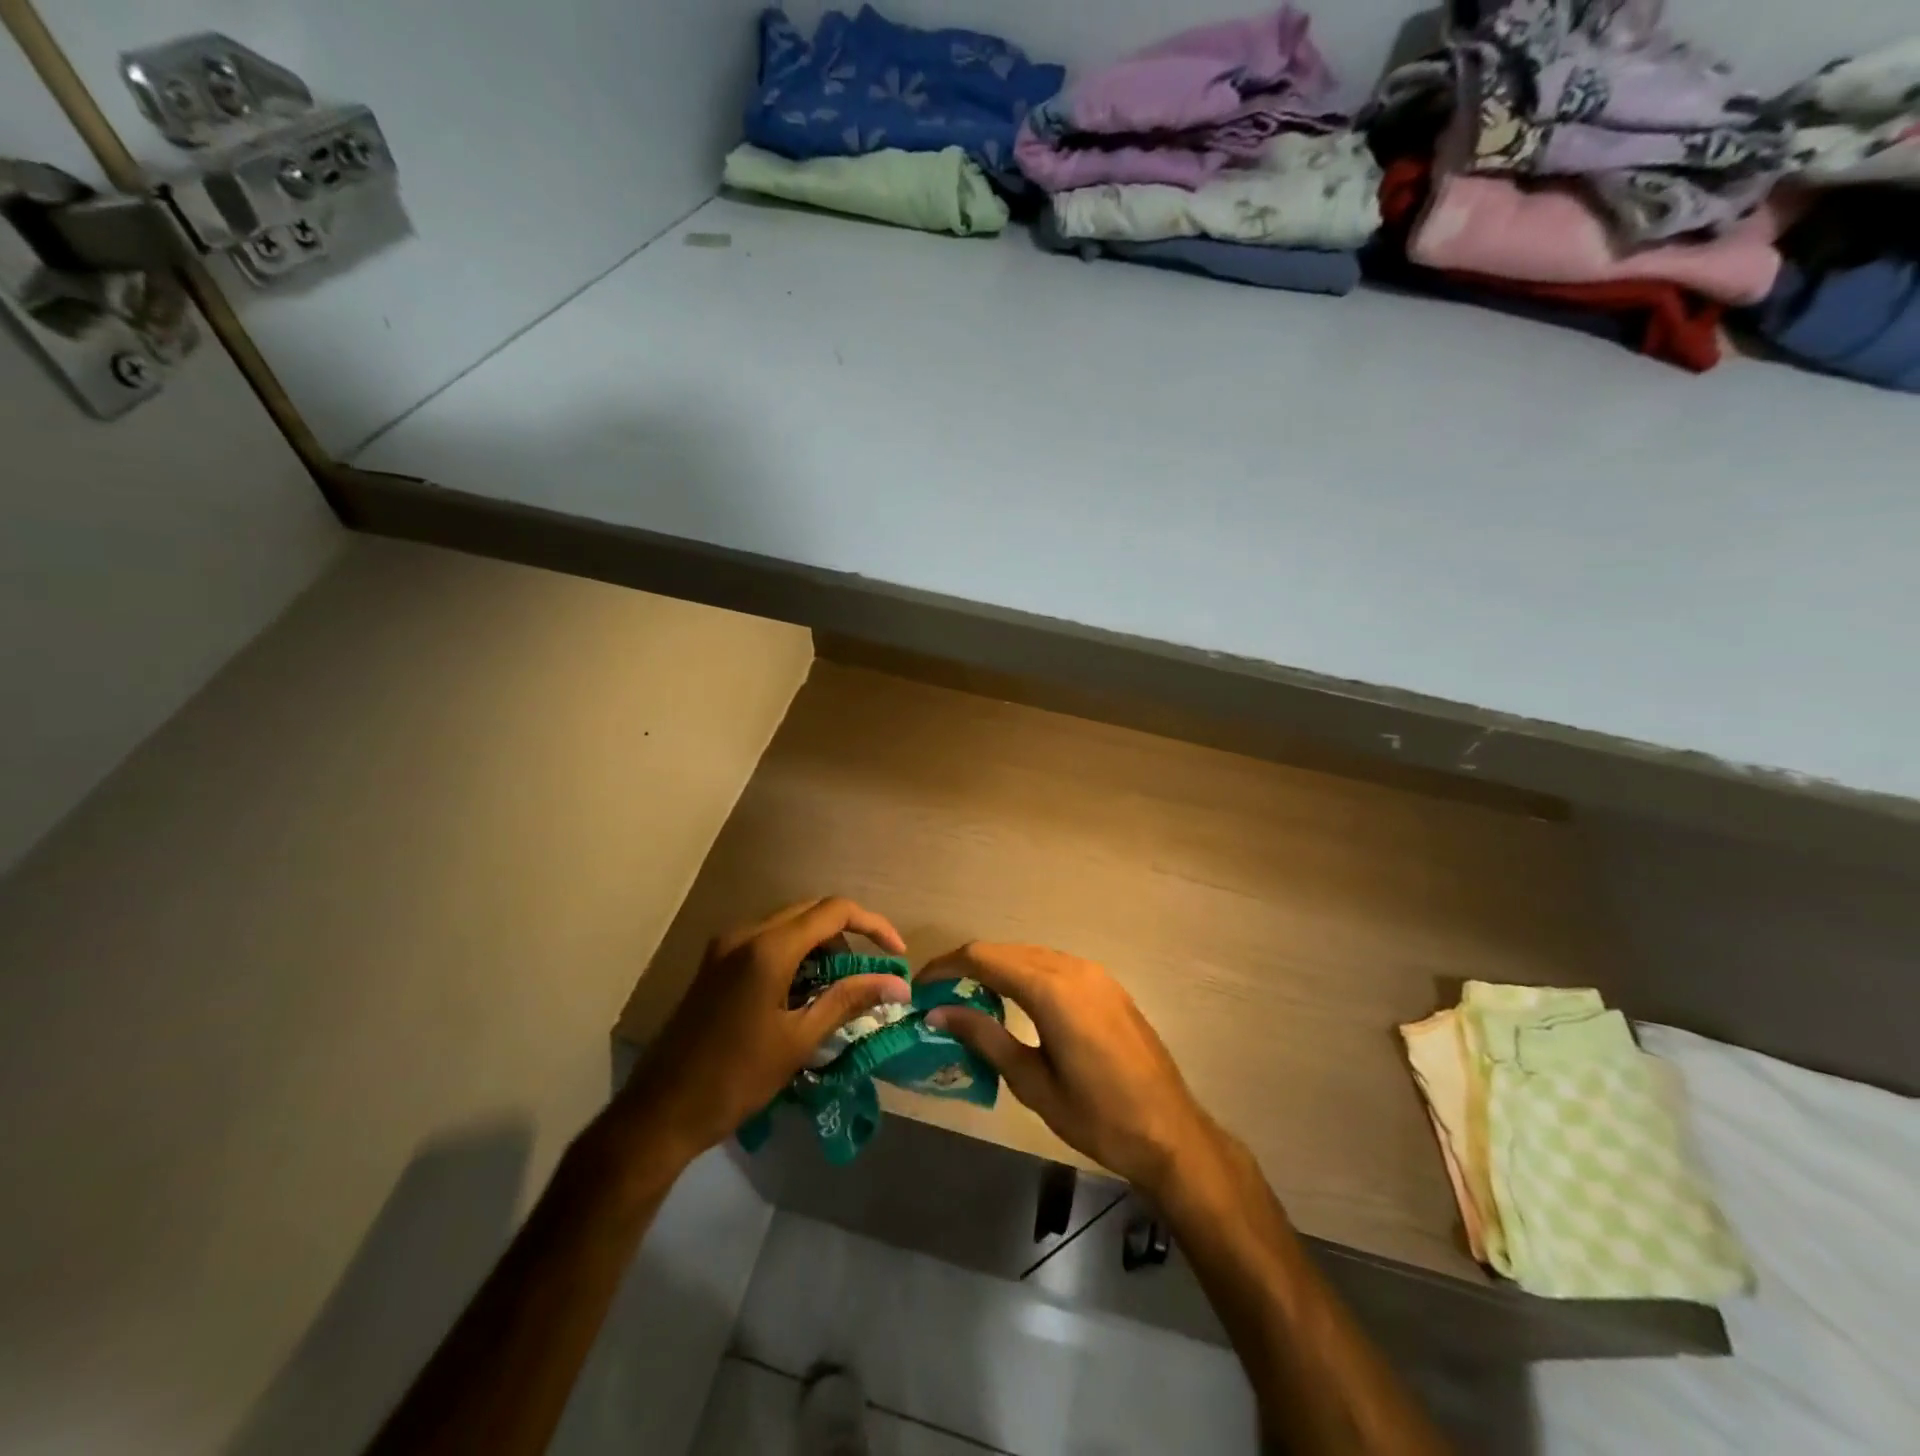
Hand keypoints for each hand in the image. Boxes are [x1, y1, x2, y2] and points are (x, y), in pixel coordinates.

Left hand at [624, 898, 909, 1159]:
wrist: (660, 1112)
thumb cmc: (735, 1078)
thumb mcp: (798, 1041)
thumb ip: (848, 1000)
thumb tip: (898, 985)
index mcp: (768, 948)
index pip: (834, 911)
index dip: (873, 925)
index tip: (896, 955)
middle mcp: (745, 933)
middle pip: (811, 911)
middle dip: (847, 936)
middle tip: (868, 975)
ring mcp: (725, 946)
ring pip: (789, 924)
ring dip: (821, 946)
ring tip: (837, 989)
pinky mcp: (715, 962)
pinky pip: (767, 941)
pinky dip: (795, 955)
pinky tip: (802, 993)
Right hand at [923, 944, 1221, 1198]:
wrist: (1170, 1131)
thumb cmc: (1097, 1117)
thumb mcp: (1032, 1082)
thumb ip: (985, 1037)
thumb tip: (939, 1011)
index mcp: (1051, 990)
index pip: (984, 957)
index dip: (946, 966)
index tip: (920, 985)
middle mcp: (1073, 968)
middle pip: (1006, 950)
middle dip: (968, 965)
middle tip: (940, 995)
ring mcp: (1095, 973)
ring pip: (1031, 955)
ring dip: (998, 968)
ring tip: (970, 997)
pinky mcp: (1107, 985)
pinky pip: (1055, 965)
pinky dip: (1026, 974)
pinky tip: (1015, 1001)